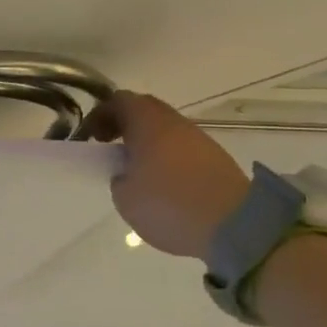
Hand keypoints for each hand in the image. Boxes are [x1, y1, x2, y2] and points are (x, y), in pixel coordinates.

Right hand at [84, 92, 249, 258]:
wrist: (236, 226)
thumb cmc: (169, 204)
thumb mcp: (124, 196)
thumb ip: (118, 176)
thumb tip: (128, 173)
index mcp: (147, 122)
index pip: (118, 101)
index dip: (99, 116)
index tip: (90, 139)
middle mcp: (175, 122)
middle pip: (144, 111)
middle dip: (123, 125)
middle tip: (110, 148)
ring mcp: (200, 139)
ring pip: (165, 130)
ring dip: (147, 143)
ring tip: (136, 171)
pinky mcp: (216, 159)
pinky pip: (183, 148)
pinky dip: (167, 158)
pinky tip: (163, 185)